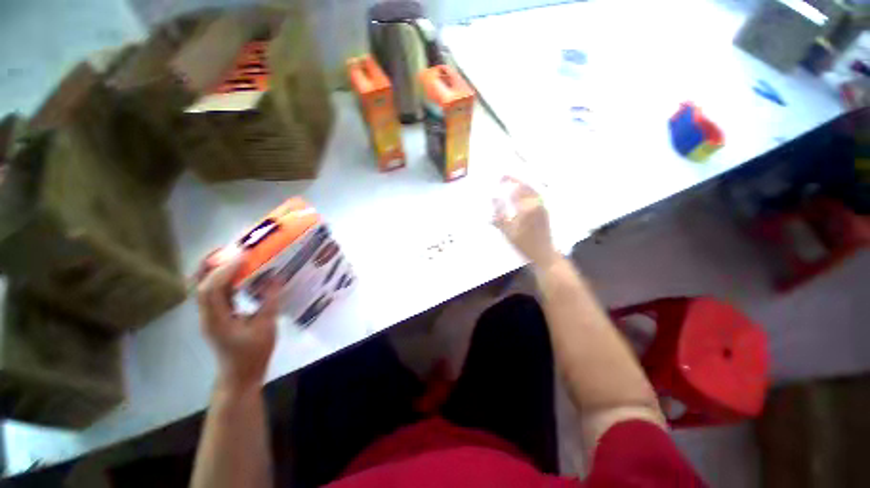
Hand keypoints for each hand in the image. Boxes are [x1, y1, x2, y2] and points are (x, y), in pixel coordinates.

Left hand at [196, 258, 281, 392]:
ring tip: (236, 256)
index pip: (210, 289)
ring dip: (217, 268)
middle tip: (231, 248)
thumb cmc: (253, 354)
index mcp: (216, 319)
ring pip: (205, 286)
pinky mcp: (217, 315)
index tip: (244, 256)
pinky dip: (225, 278)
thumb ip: (269, 300)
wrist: (240, 376)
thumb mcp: (266, 327)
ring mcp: (210, 315)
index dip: (224, 270)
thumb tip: (275, 277)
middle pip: (199, 283)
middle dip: (211, 263)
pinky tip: (241, 273)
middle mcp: (207, 314)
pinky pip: (216, 292)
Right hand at [493, 176, 559, 267]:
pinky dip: (527, 191)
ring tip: (512, 182)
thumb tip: (493, 200)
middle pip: (525, 186)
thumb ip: (498, 216)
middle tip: (504, 176)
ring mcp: (542, 207)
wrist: (543, 254)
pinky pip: (536, 195)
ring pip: (532, 190)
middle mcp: (536, 204)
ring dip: (522, 184)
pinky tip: (522, 193)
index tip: (499, 178)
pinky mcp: (545, 211)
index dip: (507, 182)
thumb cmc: (524, 244)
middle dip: (514, 180)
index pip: (515, 190)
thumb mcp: (508, 232)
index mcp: (526, 208)